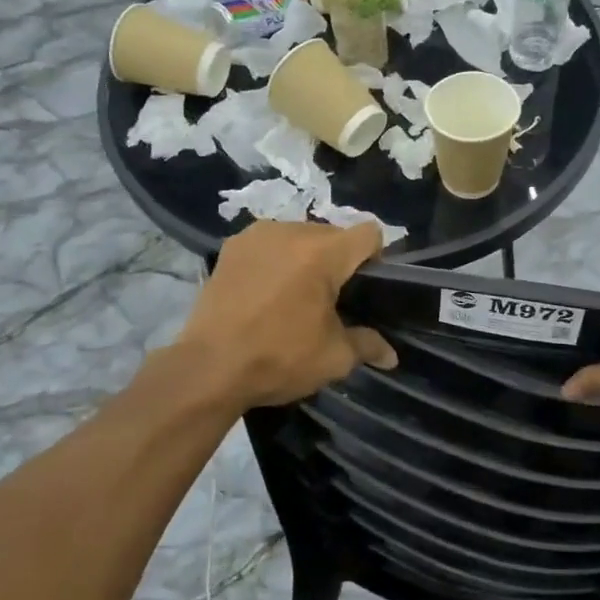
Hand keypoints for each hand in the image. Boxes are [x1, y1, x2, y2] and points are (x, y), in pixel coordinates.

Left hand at [177, 221, 396, 408]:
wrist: (208, 368)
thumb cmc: (278, 358)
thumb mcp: (333, 357)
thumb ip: (368, 345)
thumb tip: (392, 356)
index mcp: (323, 252)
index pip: (369, 234)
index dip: (376, 258)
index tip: (366, 289)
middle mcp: (291, 231)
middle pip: (332, 234)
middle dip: (338, 261)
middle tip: (330, 299)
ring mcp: (257, 235)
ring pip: (299, 236)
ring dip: (305, 258)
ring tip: (294, 295)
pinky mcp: (231, 246)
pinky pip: (268, 244)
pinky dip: (275, 260)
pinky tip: (265, 291)